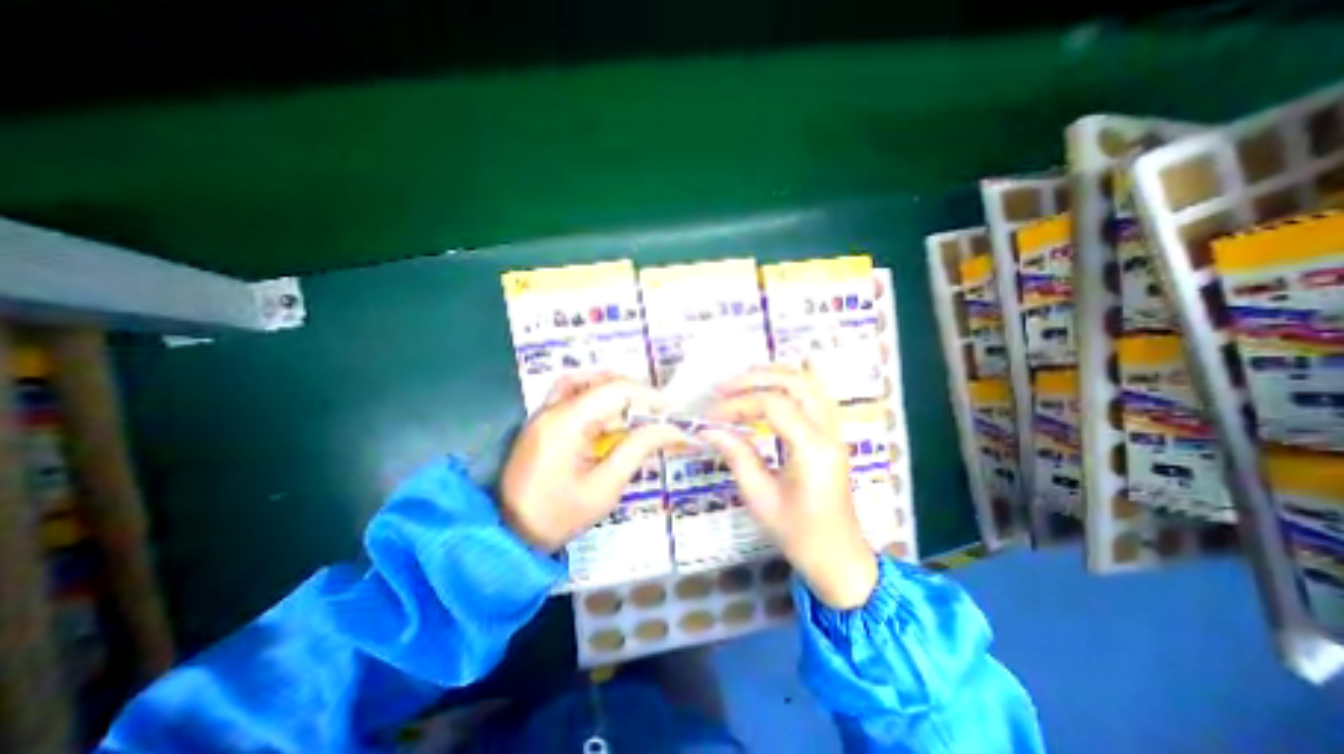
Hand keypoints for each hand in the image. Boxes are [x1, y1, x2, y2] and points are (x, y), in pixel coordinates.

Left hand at [499, 370, 686, 553]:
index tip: (672, 410)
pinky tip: (607, 414)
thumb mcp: (605, 488)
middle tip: (658, 413)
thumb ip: (637, 450)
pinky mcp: (542, 422)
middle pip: (600, 382)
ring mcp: (543, 413)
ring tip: (636, 410)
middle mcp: (552, 408)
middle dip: (635, 393)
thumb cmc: (558, 516)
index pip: (615, 390)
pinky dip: (594, 396)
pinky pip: (570, 394)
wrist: (509, 535)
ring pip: (584, 382)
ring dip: (614, 391)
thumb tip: (671, 429)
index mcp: (567, 423)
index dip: (648, 395)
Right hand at [700, 364, 877, 611]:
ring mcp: (834, 430)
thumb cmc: (798, 534)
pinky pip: (815, 394)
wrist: (838, 557)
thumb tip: (709, 429)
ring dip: (773, 375)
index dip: (738, 404)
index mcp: (812, 449)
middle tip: (723, 388)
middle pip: (795, 383)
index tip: (710, 416)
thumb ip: (737, 455)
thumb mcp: (760, 498)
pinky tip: (774, 380)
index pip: (773, 405)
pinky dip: (792, 383)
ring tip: (741, 382)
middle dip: (755, 379)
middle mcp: (829, 432)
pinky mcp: (831, 434)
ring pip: (808, 383)